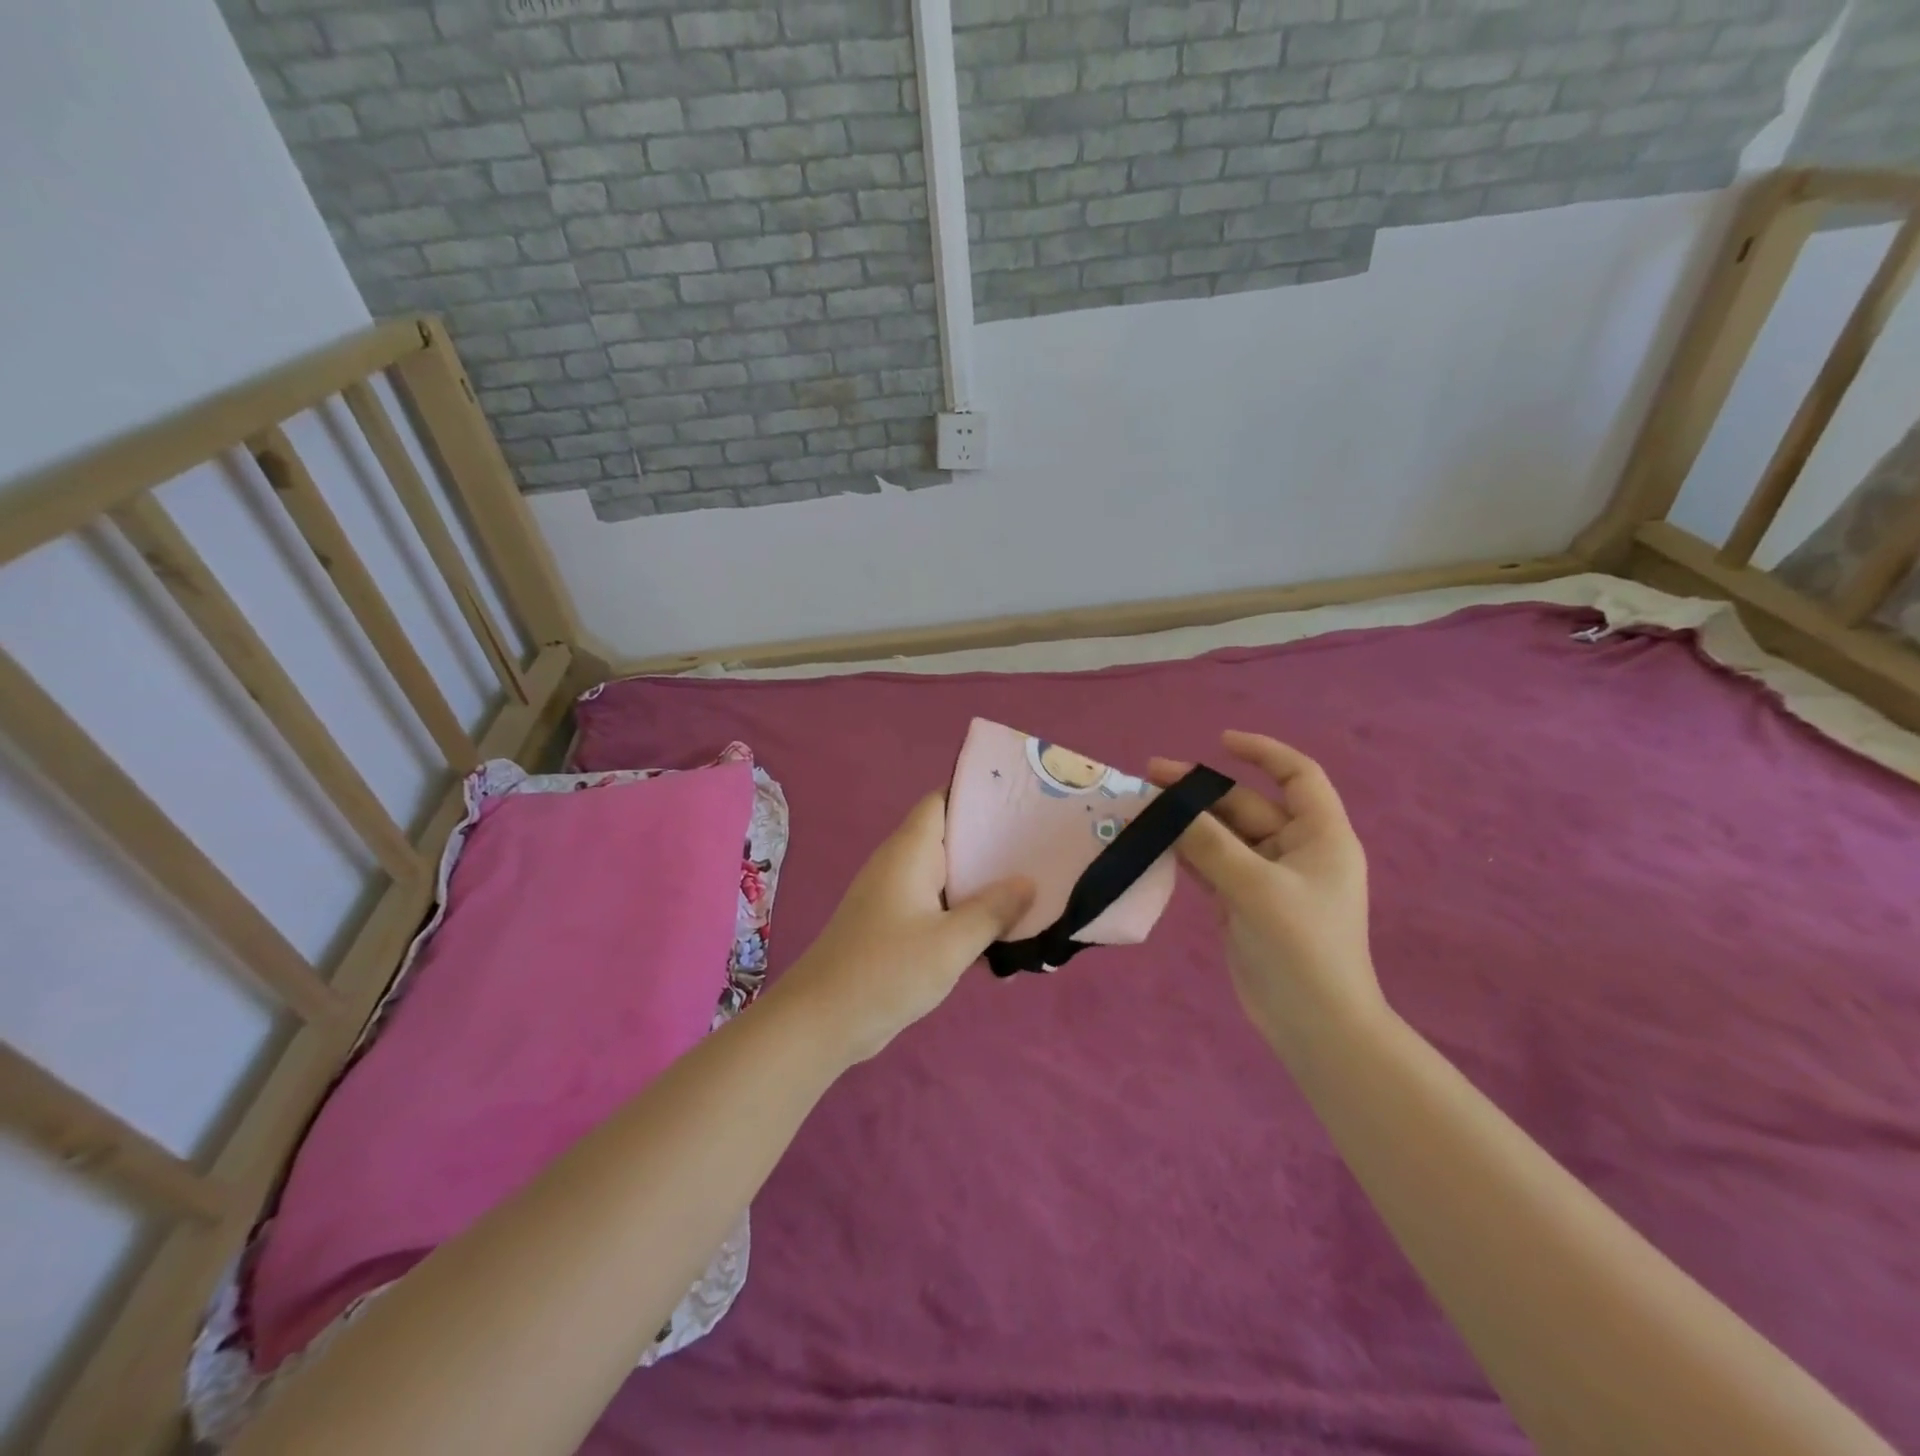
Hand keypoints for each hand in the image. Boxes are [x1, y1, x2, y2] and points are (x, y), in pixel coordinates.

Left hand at [776, 793, 1033, 1064]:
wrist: (822, 1021)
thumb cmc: (886, 971)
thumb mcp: (950, 943)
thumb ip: (993, 911)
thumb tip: (1028, 882)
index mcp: (910, 851)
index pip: (943, 800)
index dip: (979, 794)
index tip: (1022, 798)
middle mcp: (901, 864)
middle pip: (951, 838)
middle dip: (993, 842)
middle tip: (1041, 846)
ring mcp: (897, 896)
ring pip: (949, 877)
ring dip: (983, 884)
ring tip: (1034, 888)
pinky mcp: (896, 926)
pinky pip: (939, 908)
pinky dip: (966, 915)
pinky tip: (1001, 936)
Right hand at [1149, 732, 1378, 1055]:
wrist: (1314, 1025)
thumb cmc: (1301, 948)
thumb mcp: (1256, 888)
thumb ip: (1210, 844)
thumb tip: (1168, 808)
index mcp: (1320, 837)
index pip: (1298, 776)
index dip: (1263, 752)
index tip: (1219, 741)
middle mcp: (1295, 850)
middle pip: (1246, 806)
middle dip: (1201, 791)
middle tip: (1150, 778)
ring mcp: (1267, 878)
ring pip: (1222, 836)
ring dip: (1186, 822)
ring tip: (1141, 808)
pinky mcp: (1243, 902)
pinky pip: (1211, 865)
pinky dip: (1184, 853)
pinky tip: (1152, 844)